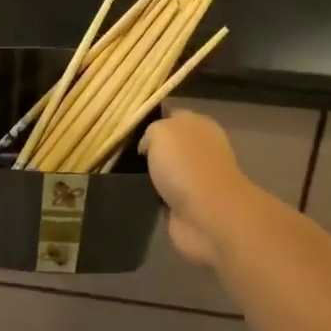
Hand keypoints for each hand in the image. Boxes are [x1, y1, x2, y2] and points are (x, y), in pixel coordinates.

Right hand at [142, 110, 258, 269]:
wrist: (207, 215)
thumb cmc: (185, 164)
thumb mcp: (160, 131)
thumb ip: (152, 130)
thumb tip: (148, 145)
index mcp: (200, 125)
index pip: (173, 116)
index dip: (152, 120)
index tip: (129, 129)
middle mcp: (201, 150)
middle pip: (169, 145)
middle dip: (150, 150)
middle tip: (124, 153)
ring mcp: (196, 180)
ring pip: (166, 171)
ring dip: (151, 175)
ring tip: (126, 174)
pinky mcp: (189, 206)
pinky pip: (164, 196)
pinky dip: (153, 197)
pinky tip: (138, 194)